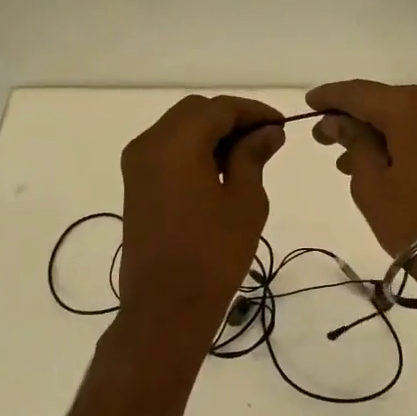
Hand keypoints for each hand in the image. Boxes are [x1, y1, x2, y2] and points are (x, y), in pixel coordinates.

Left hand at [118, 95, 285, 335]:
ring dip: (212, 134)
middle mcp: (149, 144)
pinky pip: (167, 151)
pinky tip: (220, 172)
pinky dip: (194, 150)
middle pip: (195, 112)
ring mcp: (137, 165)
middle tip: (265, 140)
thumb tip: (268, 131)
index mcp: (175, 144)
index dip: (253, 112)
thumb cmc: (213, 254)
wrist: (166, 307)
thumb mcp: (244, 201)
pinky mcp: (135, 185)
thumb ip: (253, 156)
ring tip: (247, 157)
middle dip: (231, 119)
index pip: (219, 108)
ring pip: (179, 129)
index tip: (281, 126)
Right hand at [305, 81, 416, 269]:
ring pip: (406, 116)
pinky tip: (381, 160)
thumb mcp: (371, 182)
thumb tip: (337, 120)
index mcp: (409, 107)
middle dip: (354, 117)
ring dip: (377, 132)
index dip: (331, 97)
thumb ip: (353, 141)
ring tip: (347, 160)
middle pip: (385, 101)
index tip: (309, 103)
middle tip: (324, 137)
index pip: (359, 92)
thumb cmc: (412, 219)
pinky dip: (402, 138)